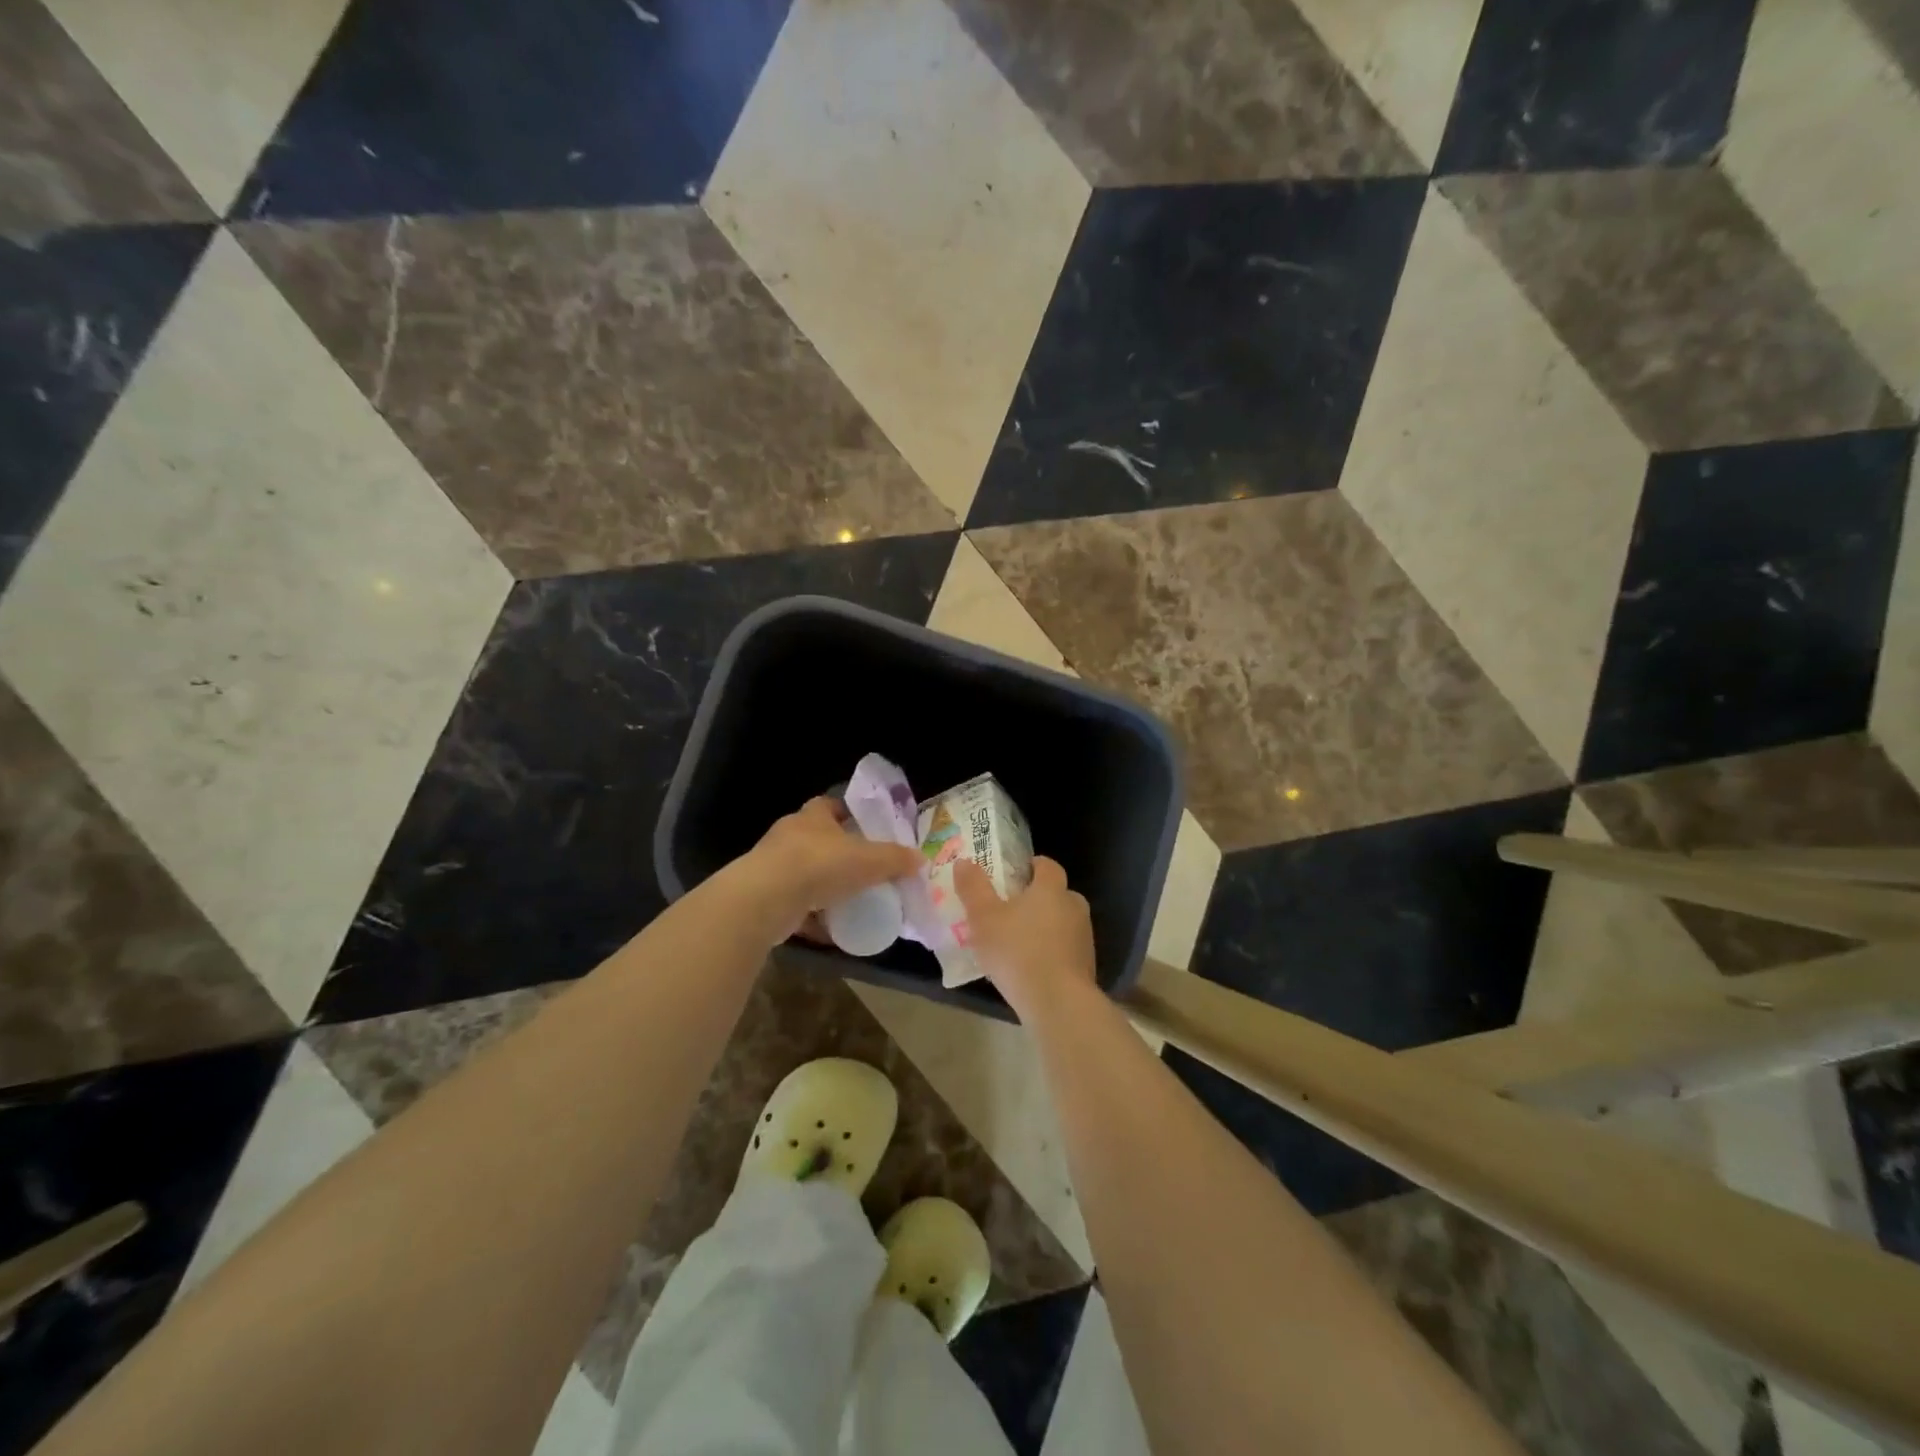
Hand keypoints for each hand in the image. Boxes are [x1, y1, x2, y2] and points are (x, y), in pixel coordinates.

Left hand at [731, 797, 922, 943]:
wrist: (766, 899)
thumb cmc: (820, 864)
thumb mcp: (869, 859)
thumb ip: (895, 859)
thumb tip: (920, 859)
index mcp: (812, 816)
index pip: (831, 805)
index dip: (849, 814)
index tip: (867, 829)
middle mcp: (790, 836)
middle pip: (818, 840)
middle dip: (839, 854)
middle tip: (864, 870)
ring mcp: (774, 867)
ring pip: (805, 873)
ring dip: (824, 886)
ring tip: (850, 901)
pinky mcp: (766, 897)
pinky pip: (796, 906)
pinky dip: (813, 917)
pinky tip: (831, 931)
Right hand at [953, 856, 1095, 1020]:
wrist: (1058, 1002)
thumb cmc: (1017, 951)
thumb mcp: (984, 918)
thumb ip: (973, 888)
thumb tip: (964, 862)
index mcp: (1051, 889)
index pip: (1047, 865)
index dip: (1031, 866)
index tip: (1014, 875)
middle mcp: (1073, 906)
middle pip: (1057, 894)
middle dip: (1037, 899)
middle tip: (1011, 911)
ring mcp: (1084, 937)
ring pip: (1063, 922)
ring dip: (1044, 927)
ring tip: (1018, 943)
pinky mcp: (1086, 965)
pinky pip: (1065, 949)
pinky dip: (1051, 952)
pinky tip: (1031, 968)